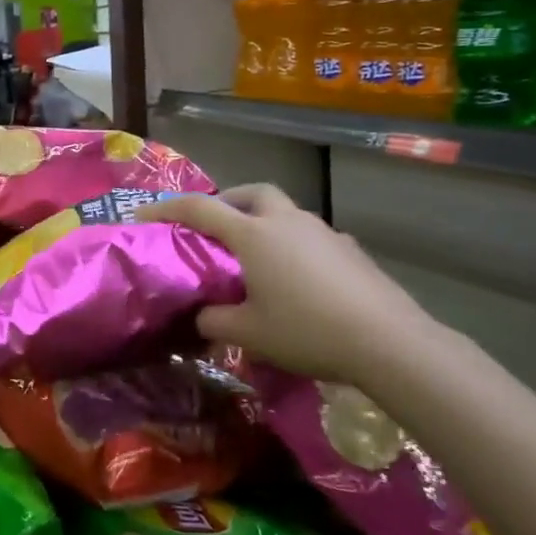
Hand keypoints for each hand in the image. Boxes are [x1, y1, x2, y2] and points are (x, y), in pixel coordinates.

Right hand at [142, 185, 445, 384]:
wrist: (389, 341)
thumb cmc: (306, 330)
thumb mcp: (248, 333)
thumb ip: (214, 322)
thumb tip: (202, 318)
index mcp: (254, 234)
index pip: (201, 208)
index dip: (169, 208)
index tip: (146, 215)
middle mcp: (287, 221)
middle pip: (252, 192)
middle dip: (229, 200)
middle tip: (216, 225)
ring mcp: (324, 232)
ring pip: (285, 213)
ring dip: (264, 223)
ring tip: (256, 258)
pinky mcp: (351, 250)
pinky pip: (311, 237)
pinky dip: (294, 246)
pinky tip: (298, 280)